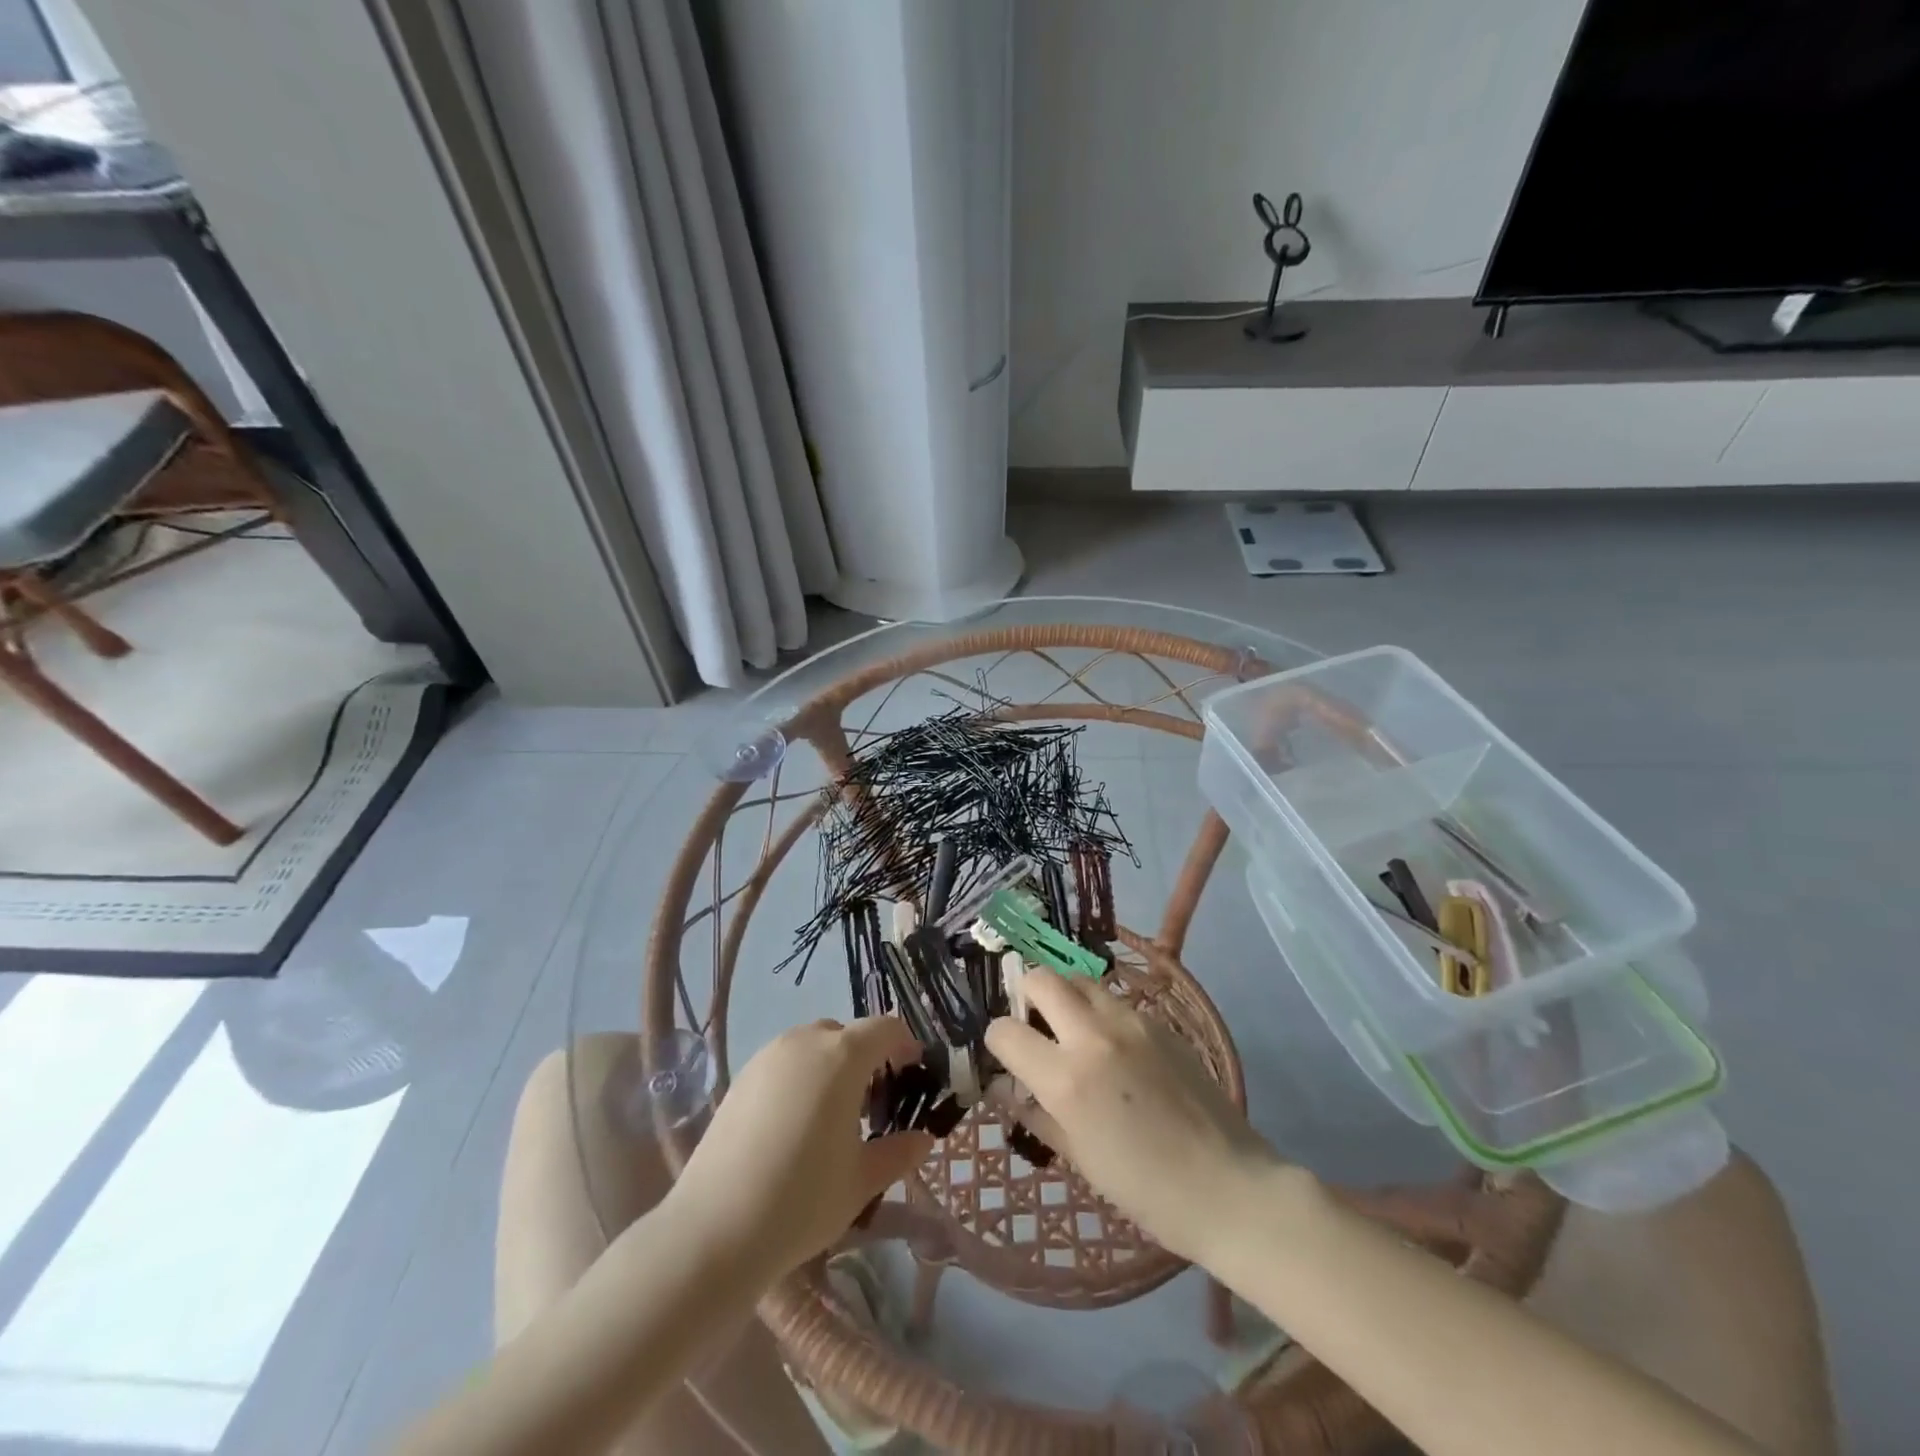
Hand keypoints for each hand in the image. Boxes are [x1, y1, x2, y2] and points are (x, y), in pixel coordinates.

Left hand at [666, 1016, 932, 1281]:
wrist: (714, 1229)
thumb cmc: (802, 1200)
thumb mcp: (862, 1181)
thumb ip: (899, 1153)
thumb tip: (923, 1139)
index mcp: (843, 1056)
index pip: (885, 1028)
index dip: (905, 1045)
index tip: (913, 1075)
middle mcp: (805, 1042)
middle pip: (847, 1034)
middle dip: (867, 1058)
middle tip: (874, 1104)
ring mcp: (768, 1056)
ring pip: (812, 1046)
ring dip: (832, 1066)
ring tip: (833, 1116)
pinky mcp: (741, 1077)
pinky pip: (784, 1063)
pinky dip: (800, 1077)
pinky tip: (794, 1125)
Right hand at [985, 967, 1280, 1264]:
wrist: (1228, 1186)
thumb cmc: (1146, 1189)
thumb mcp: (1079, 1157)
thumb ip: (1036, 1114)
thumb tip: (1005, 1088)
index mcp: (1067, 1078)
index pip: (1005, 1031)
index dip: (997, 1041)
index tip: (1006, 1056)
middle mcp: (1094, 1035)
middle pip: (1041, 979)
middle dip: (1025, 995)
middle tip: (1033, 1025)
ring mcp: (1131, 1022)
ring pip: (1080, 980)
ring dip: (1064, 996)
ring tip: (1071, 1029)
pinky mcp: (1159, 1022)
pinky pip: (1114, 1000)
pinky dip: (1099, 1011)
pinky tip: (1112, 1047)